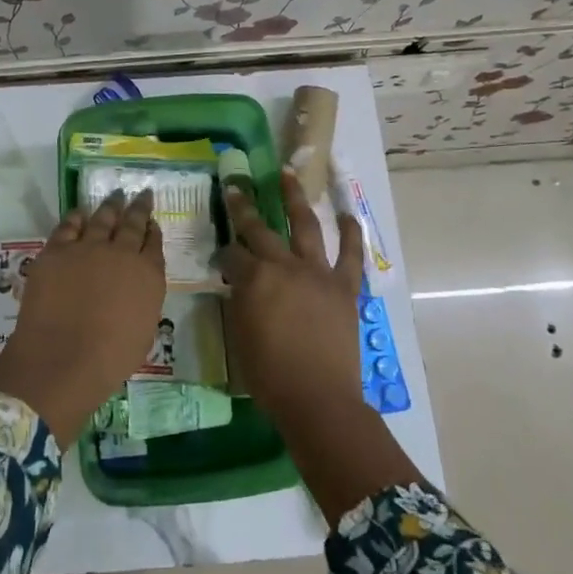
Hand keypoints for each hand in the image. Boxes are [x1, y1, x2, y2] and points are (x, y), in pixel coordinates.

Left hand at [0, 190, 164, 445]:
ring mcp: (87, 248)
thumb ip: (142, 300)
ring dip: (111, 206)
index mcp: (148, 275)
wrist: (62, 358)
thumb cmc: (110, 358)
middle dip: (138, 207)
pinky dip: (76, 217)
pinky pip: (68, 226)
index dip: (153, 230)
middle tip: (142, 193)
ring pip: (102, 218)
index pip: (154, 244)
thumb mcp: (143, 330)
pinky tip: (80, 213)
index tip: (153, 221)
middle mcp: (122, 253)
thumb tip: (134, 289)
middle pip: (132, 223)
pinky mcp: (56, 251)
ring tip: (116, 195)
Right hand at [221, 168, 365, 428]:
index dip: (224, 253)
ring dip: (295, 198)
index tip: (221, 256)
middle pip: (260, 229)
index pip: (232, 254)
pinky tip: (347, 214)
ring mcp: (318, 273)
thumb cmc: (269, 374)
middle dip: (244, 207)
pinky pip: (351, 254)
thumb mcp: (239, 334)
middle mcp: (285, 265)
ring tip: (289, 175)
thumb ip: (240, 301)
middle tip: (236, 187)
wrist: (318, 398)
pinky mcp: (344, 287)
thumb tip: (241, 284)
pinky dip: (352, 233)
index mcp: (255, 278)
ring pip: (306, 226)